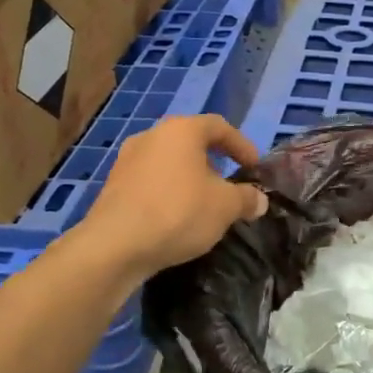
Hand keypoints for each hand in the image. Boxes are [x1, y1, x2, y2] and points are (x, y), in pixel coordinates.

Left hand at [79, 116, 269, 284]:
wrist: (115, 246)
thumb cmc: (179, 212)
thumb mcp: (226, 207)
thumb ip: (246, 198)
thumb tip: (259, 199)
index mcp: (182, 130)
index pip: (219, 126)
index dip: (241, 145)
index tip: (254, 167)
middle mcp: (152, 136)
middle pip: (191, 142)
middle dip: (214, 161)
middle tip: (229, 183)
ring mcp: (127, 160)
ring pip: (169, 162)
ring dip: (189, 178)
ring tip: (204, 203)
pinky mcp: (113, 186)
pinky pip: (150, 182)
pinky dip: (168, 192)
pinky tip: (176, 217)